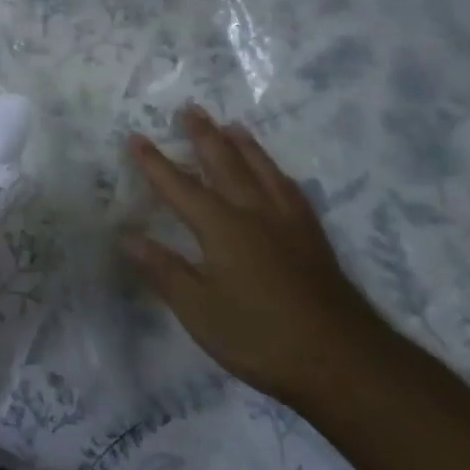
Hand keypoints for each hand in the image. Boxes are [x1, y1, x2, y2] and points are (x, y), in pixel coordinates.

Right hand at [123, 108, 383, 404]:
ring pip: (262, 170)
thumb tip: (125, 236)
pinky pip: (290, 190)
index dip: (154, 162)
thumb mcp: (199, 310)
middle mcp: (253, 212)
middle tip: (190, 108)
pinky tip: (278, 174)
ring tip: (232, 126)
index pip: (179, 186)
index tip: (136, 136)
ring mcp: (288, 223)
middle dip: (203, 135)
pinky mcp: (313, 238)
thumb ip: (163, 269)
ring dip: (243, 145)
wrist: (344, 361)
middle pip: (224, 163)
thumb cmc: (261, 337)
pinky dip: (277, 173)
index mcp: (221, 227)